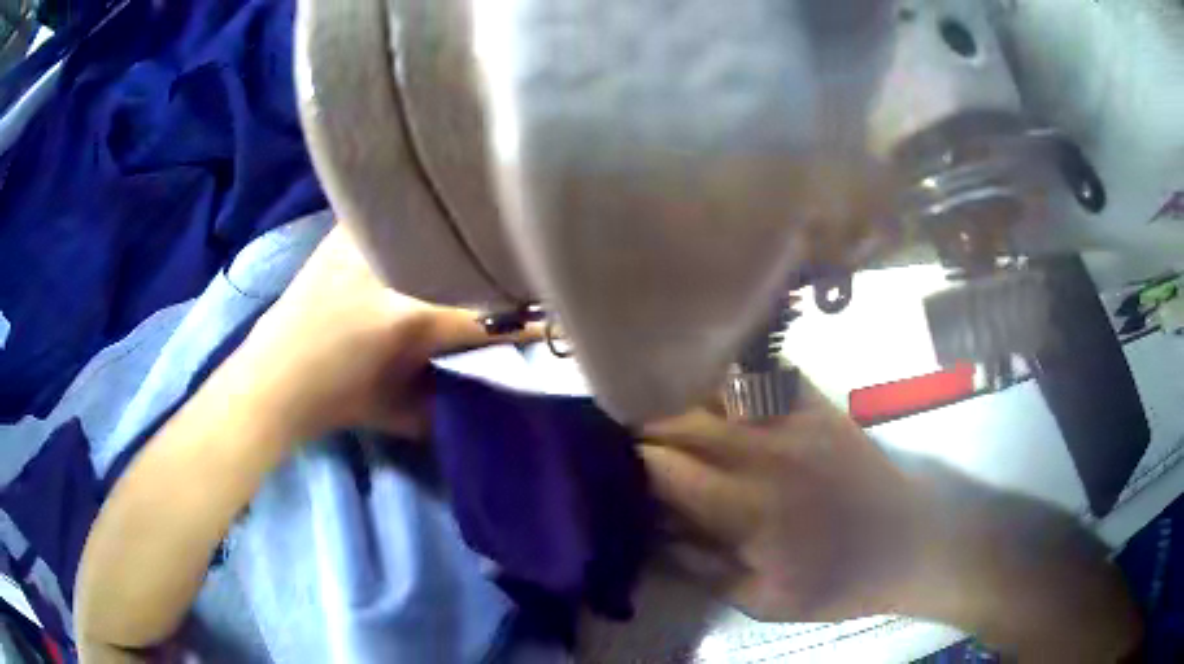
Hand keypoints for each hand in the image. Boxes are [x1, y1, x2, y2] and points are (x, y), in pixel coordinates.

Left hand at [232, 225, 536, 440]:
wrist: (273, 379)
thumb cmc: (338, 402)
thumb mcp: (401, 411)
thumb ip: (450, 397)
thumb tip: (488, 382)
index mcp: (412, 319)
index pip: (490, 314)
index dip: (530, 317)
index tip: (556, 313)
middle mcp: (394, 271)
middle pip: (467, 256)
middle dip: (500, 262)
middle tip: (522, 264)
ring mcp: (365, 242)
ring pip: (431, 223)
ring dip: (459, 230)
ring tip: (483, 227)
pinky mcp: (343, 232)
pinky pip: (392, 212)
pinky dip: (416, 215)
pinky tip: (430, 214)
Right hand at [640, 380, 930, 622]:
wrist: (909, 543)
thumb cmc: (837, 583)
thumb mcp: (762, 601)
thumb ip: (700, 568)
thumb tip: (650, 534)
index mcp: (747, 509)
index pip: (663, 468)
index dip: (627, 462)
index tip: (607, 464)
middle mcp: (765, 452)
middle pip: (679, 418)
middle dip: (639, 422)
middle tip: (619, 432)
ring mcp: (794, 419)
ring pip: (712, 388)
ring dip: (675, 396)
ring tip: (654, 407)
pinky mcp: (818, 404)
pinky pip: (757, 375)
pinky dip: (723, 377)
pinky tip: (708, 386)